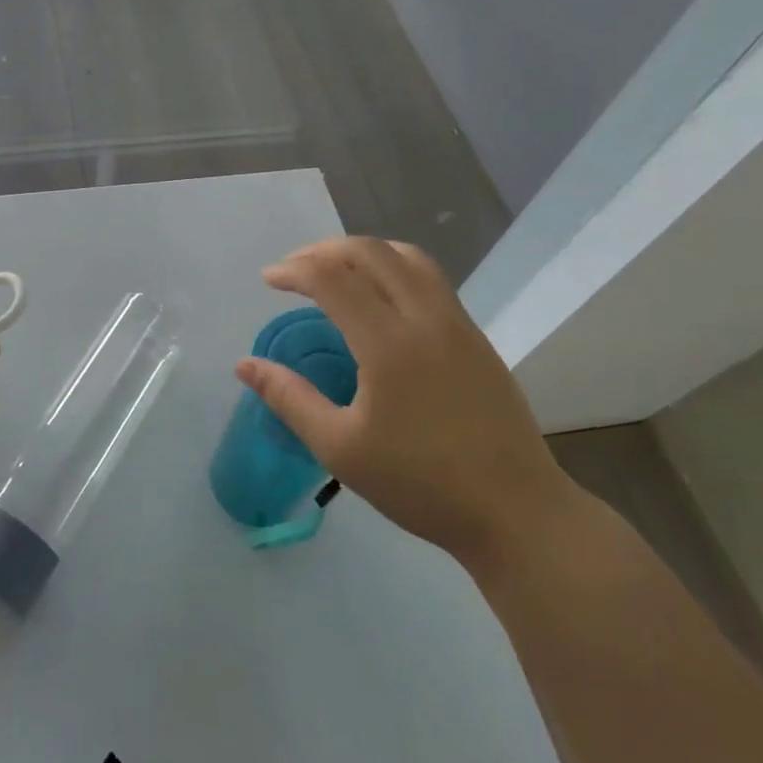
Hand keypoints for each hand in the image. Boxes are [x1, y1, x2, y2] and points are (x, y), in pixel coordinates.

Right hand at [237, 236, 574, 568]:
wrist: (517, 512)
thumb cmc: (421, 484)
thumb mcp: (340, 448)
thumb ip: (289, 399)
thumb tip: (245, 365)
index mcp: (388, 343)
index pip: (331, 278)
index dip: (293, 270)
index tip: (268, 280)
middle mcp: (425, 318)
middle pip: (369, 252)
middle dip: (323, 250)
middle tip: (294, 269)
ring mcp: (457, 323)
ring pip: (406, 256)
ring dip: (363, 251)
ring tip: (335, 268)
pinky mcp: (475, 336)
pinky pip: (429, 277)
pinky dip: (393, 265)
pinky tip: (380, 295)